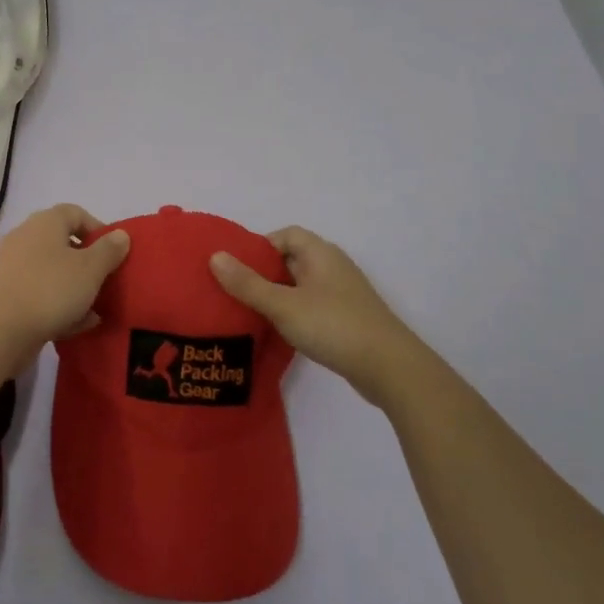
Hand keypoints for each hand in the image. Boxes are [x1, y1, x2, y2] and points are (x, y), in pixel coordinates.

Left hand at [0, 204, 130, 348]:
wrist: (1, 330)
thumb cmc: (51, 290)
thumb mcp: (91, 269)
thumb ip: (109, 250)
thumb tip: (121, 234)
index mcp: (45, 223)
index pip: (75, 212)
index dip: (98, 229)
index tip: (115, 252)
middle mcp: (25, 238)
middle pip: (63, 243)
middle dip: (88, 262)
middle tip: (106, 280)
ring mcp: (12, 266)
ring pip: (52, 271)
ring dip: (74, 287)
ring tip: (95, 307)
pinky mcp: (6, 294)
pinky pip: (39, 293)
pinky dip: (57, 304)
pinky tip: (76, 324)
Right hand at [210, 226, 433, 406]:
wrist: (389, 368)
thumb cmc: (333, 326)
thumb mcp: (283, 305)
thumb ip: (247, 283)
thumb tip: (215, 256)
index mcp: (321, 253)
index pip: (286, 235)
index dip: (259, 246)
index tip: (236, 267)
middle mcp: (333, 267)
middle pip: (292, 259)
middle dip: (263, 272)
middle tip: (235, 290)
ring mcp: (343, 294)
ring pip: (301, 285)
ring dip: (277, 294)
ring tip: (250, 311)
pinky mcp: (347, 319)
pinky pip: (312, 305)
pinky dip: (293, 312)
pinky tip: (278, 331)